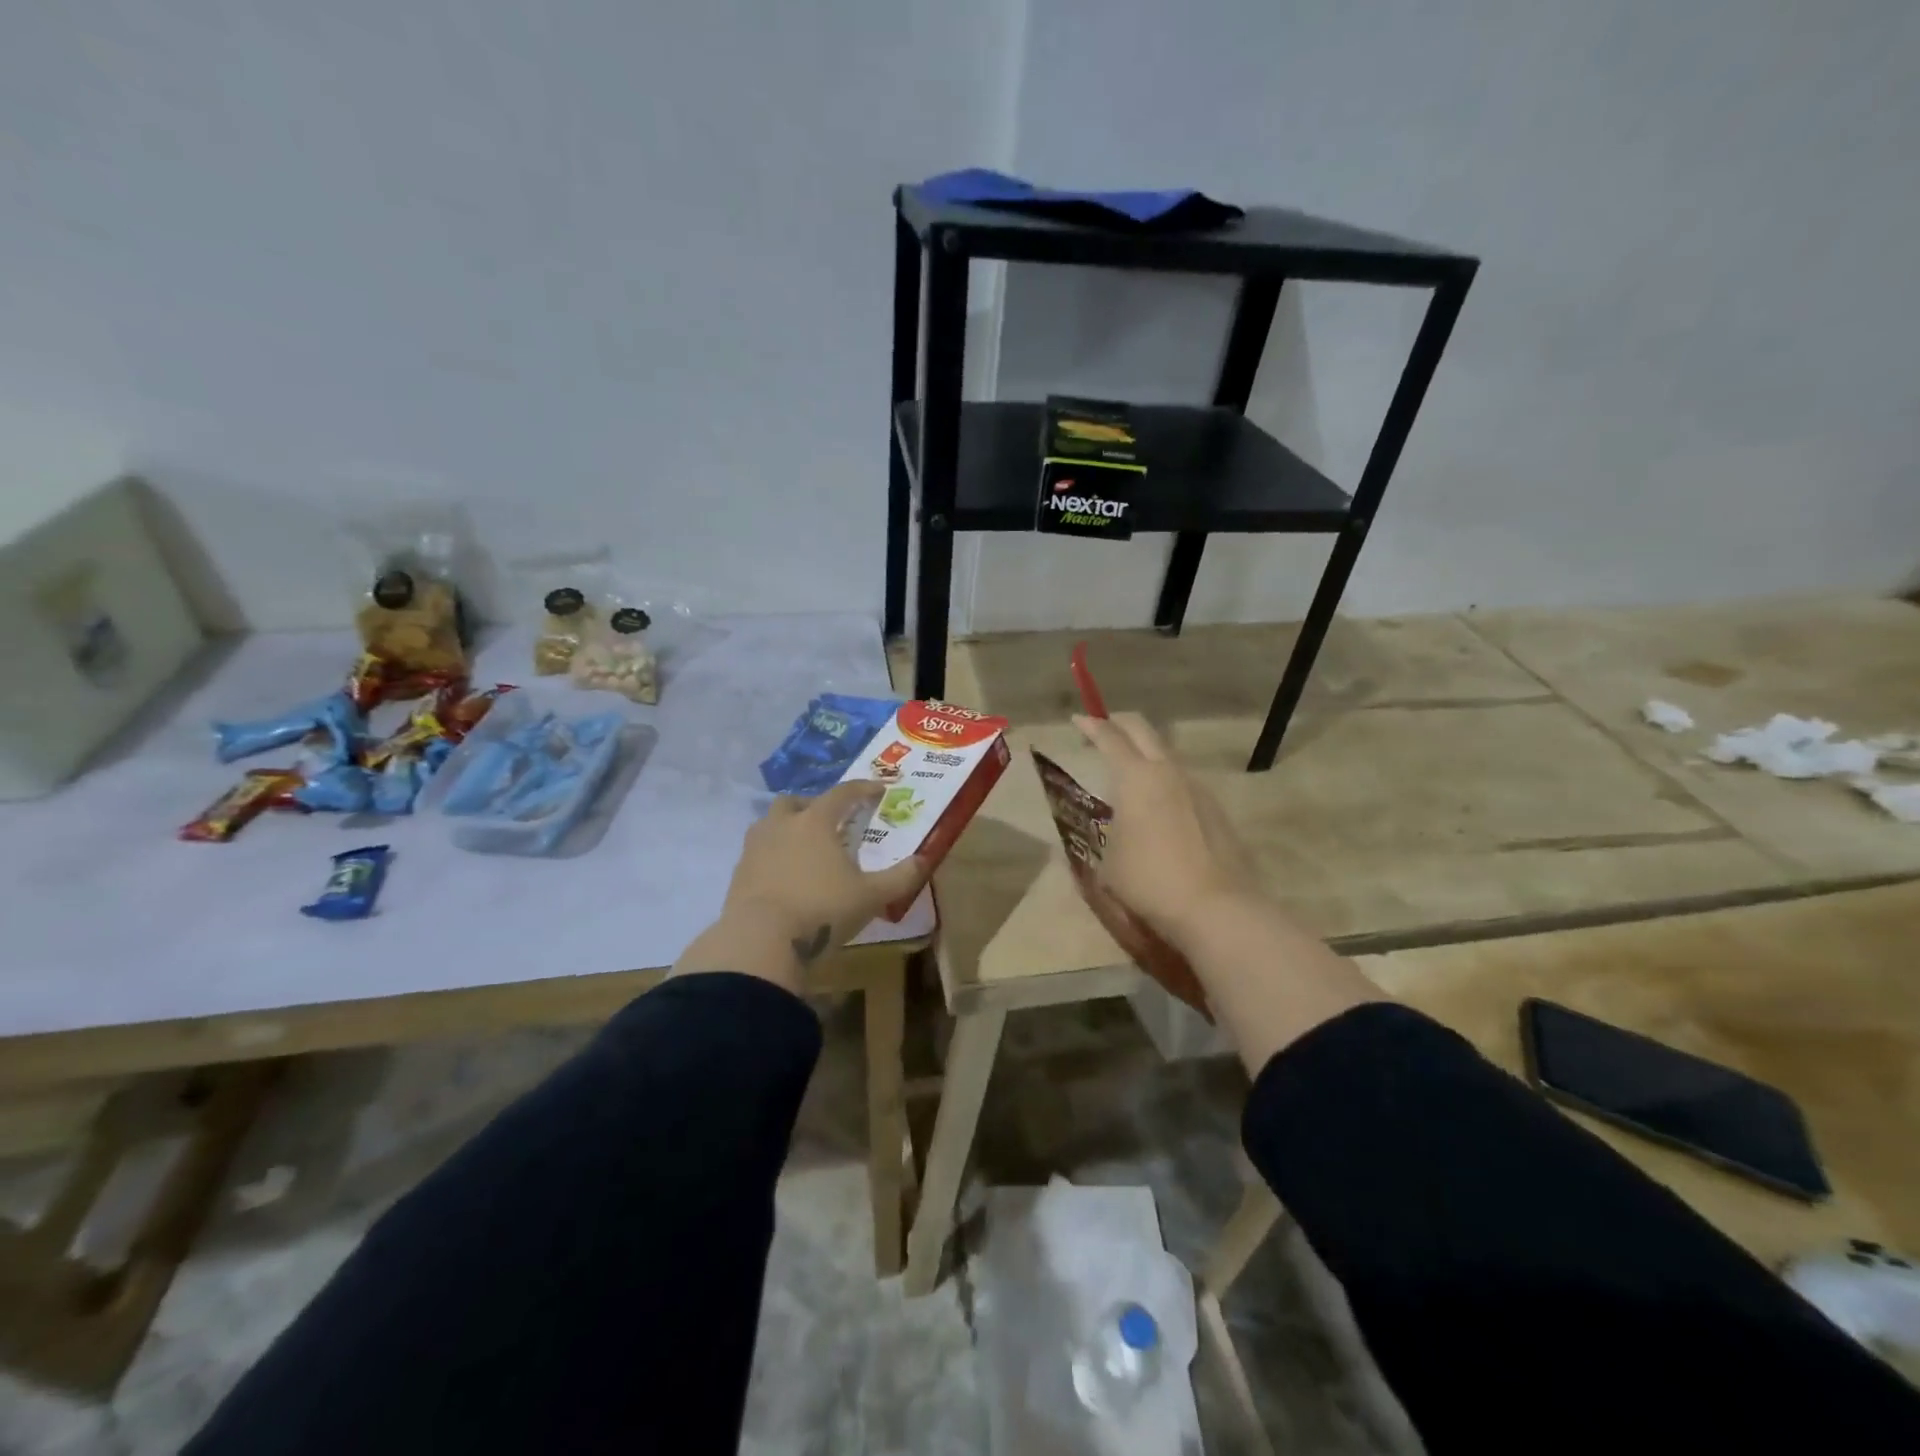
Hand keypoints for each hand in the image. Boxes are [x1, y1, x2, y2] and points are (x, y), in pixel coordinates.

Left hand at [674, 783, 928, 989]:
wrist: (761, 940)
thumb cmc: (822, 909)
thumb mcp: (871, 896)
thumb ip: (900, 877)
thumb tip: (924, 860)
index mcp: (816, 821)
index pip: (842, 793)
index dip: (862, 789)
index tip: (878, 790)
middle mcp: (782, 825)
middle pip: (796, 801)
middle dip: (815, 805)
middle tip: (833, 822)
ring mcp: (755, 847)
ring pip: (771, 823)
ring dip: (788, 827)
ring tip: (805, 847)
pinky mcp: (739, 872)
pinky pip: (758, 851)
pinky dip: (773, 854)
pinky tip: (785, 875)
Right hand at [1073, 712, 1263, 950]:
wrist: (1216, 907)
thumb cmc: (1149, 881)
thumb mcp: (1107, 865)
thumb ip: (1099, 841)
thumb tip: (1097, 836)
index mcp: (1136, 777)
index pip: (1110, 737)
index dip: (1091, 726)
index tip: (1078, 719)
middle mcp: (1168, 772)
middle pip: (1143, 730)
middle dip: (1120, 723)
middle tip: (1103, 728)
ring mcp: (1197, 788)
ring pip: (1167, 754)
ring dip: (1145, 753)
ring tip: (1130, 772)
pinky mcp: (1216, 808)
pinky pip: (1183, 781)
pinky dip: (1164, 779)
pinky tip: (1159, 804)